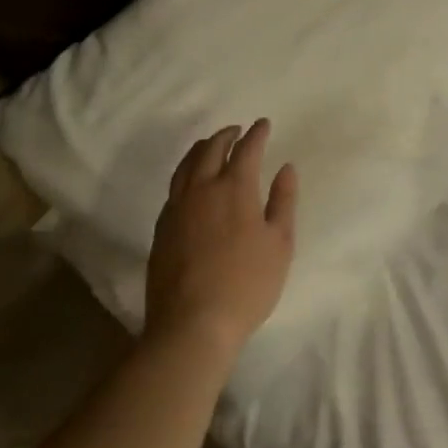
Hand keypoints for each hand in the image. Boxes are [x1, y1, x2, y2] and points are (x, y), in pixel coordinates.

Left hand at [144, 120, 296, 365]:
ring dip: (201, 149)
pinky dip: (186, 172)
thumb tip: (286, 168)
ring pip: (186, 165)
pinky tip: (190, 182)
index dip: (256, 134)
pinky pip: (174, 187)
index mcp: (235, 189)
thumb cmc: (247, 284)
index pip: (246, 149)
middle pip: (211, 150)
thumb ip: (283, 201)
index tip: (263, 124)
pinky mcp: (162, 228)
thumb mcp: (280, 243)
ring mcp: (177, 208)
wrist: (192, 323)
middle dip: (226, 135)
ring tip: (211, 145)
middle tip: (237, 130)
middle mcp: (202, 189)